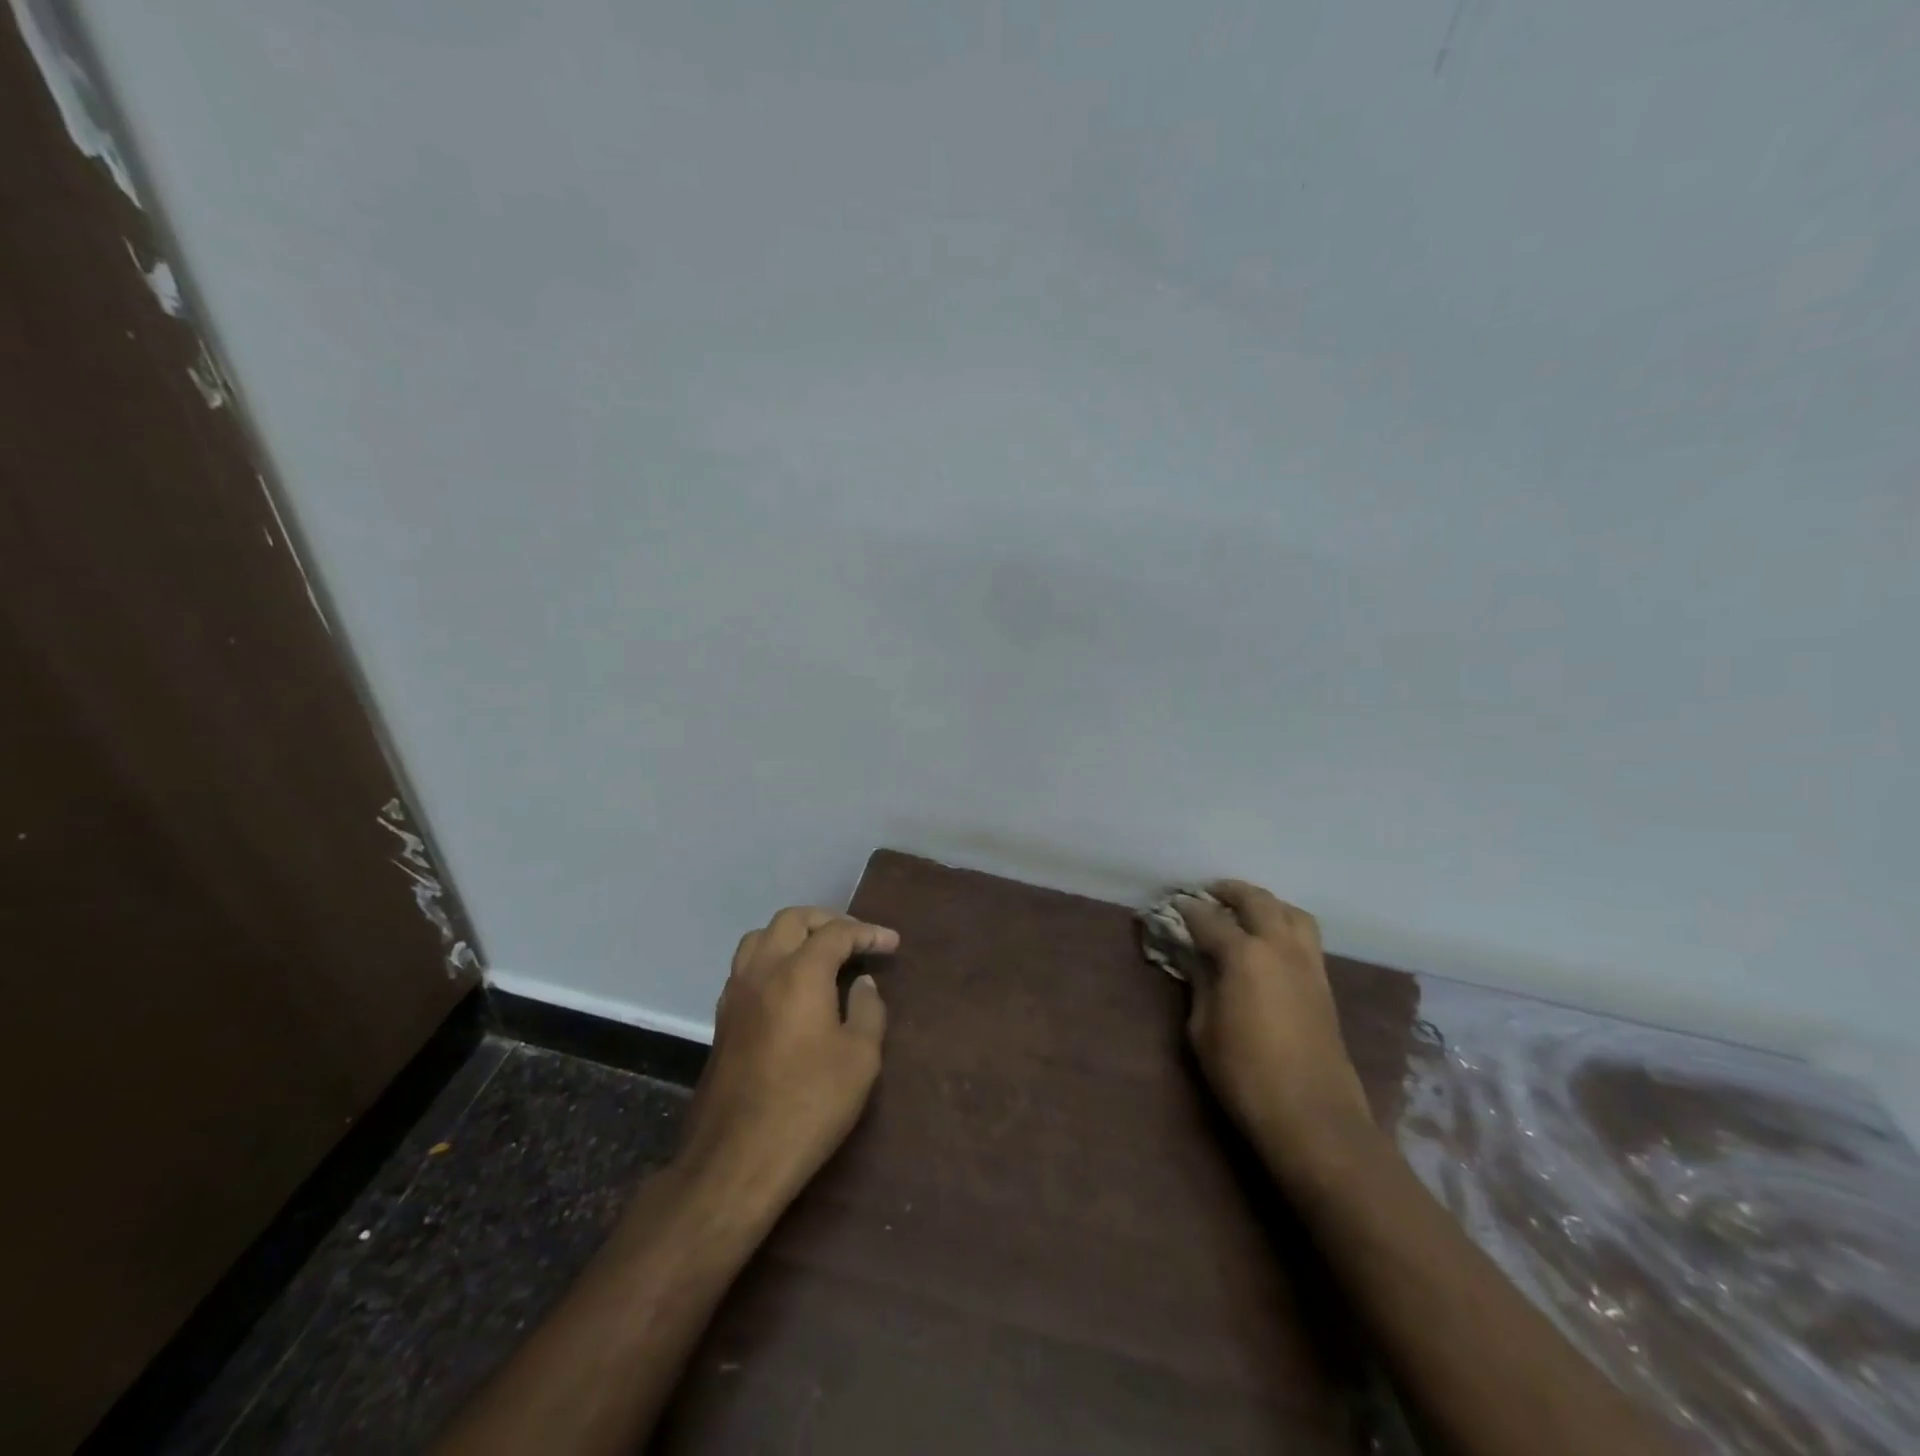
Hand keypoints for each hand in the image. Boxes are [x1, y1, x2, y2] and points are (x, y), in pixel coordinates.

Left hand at [677, 907, 898, 1205]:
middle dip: (827, 921)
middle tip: (855, 939)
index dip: (868, 933)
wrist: (736, 1160)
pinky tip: (789, 985)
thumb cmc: (808, 1105)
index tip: (892, 944)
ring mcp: (736, 994)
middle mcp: (762, 971)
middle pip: (792, 921)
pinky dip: (771, 958)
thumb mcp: (860, 1059)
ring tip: (819, 953)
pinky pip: (746, 966)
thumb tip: (862, 983)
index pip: (837, 933)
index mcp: (799, 973)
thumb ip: (867, 1010)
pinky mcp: (722, 1019)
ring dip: (793, 934)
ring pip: (760, 938)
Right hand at [1175, 882, 1373, 1171]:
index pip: (1208, 919)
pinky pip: (1305, 935)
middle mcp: (1279, 946)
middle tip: (1208, 894)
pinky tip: (1269, 942)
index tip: (1172, 905)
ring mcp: (1307, 963)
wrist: (1313, 1117)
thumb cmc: (1245, 1075)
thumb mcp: (1203, 1029)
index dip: (1187, 910)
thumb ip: (1201, 984)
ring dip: (1265, 903)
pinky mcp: (1323, 983)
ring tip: (1244, 911)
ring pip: (1290, 911)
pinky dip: (1285, 924)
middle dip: (1229, 892)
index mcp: (1243, 955)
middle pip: (1255, 900)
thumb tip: (1197, 959)